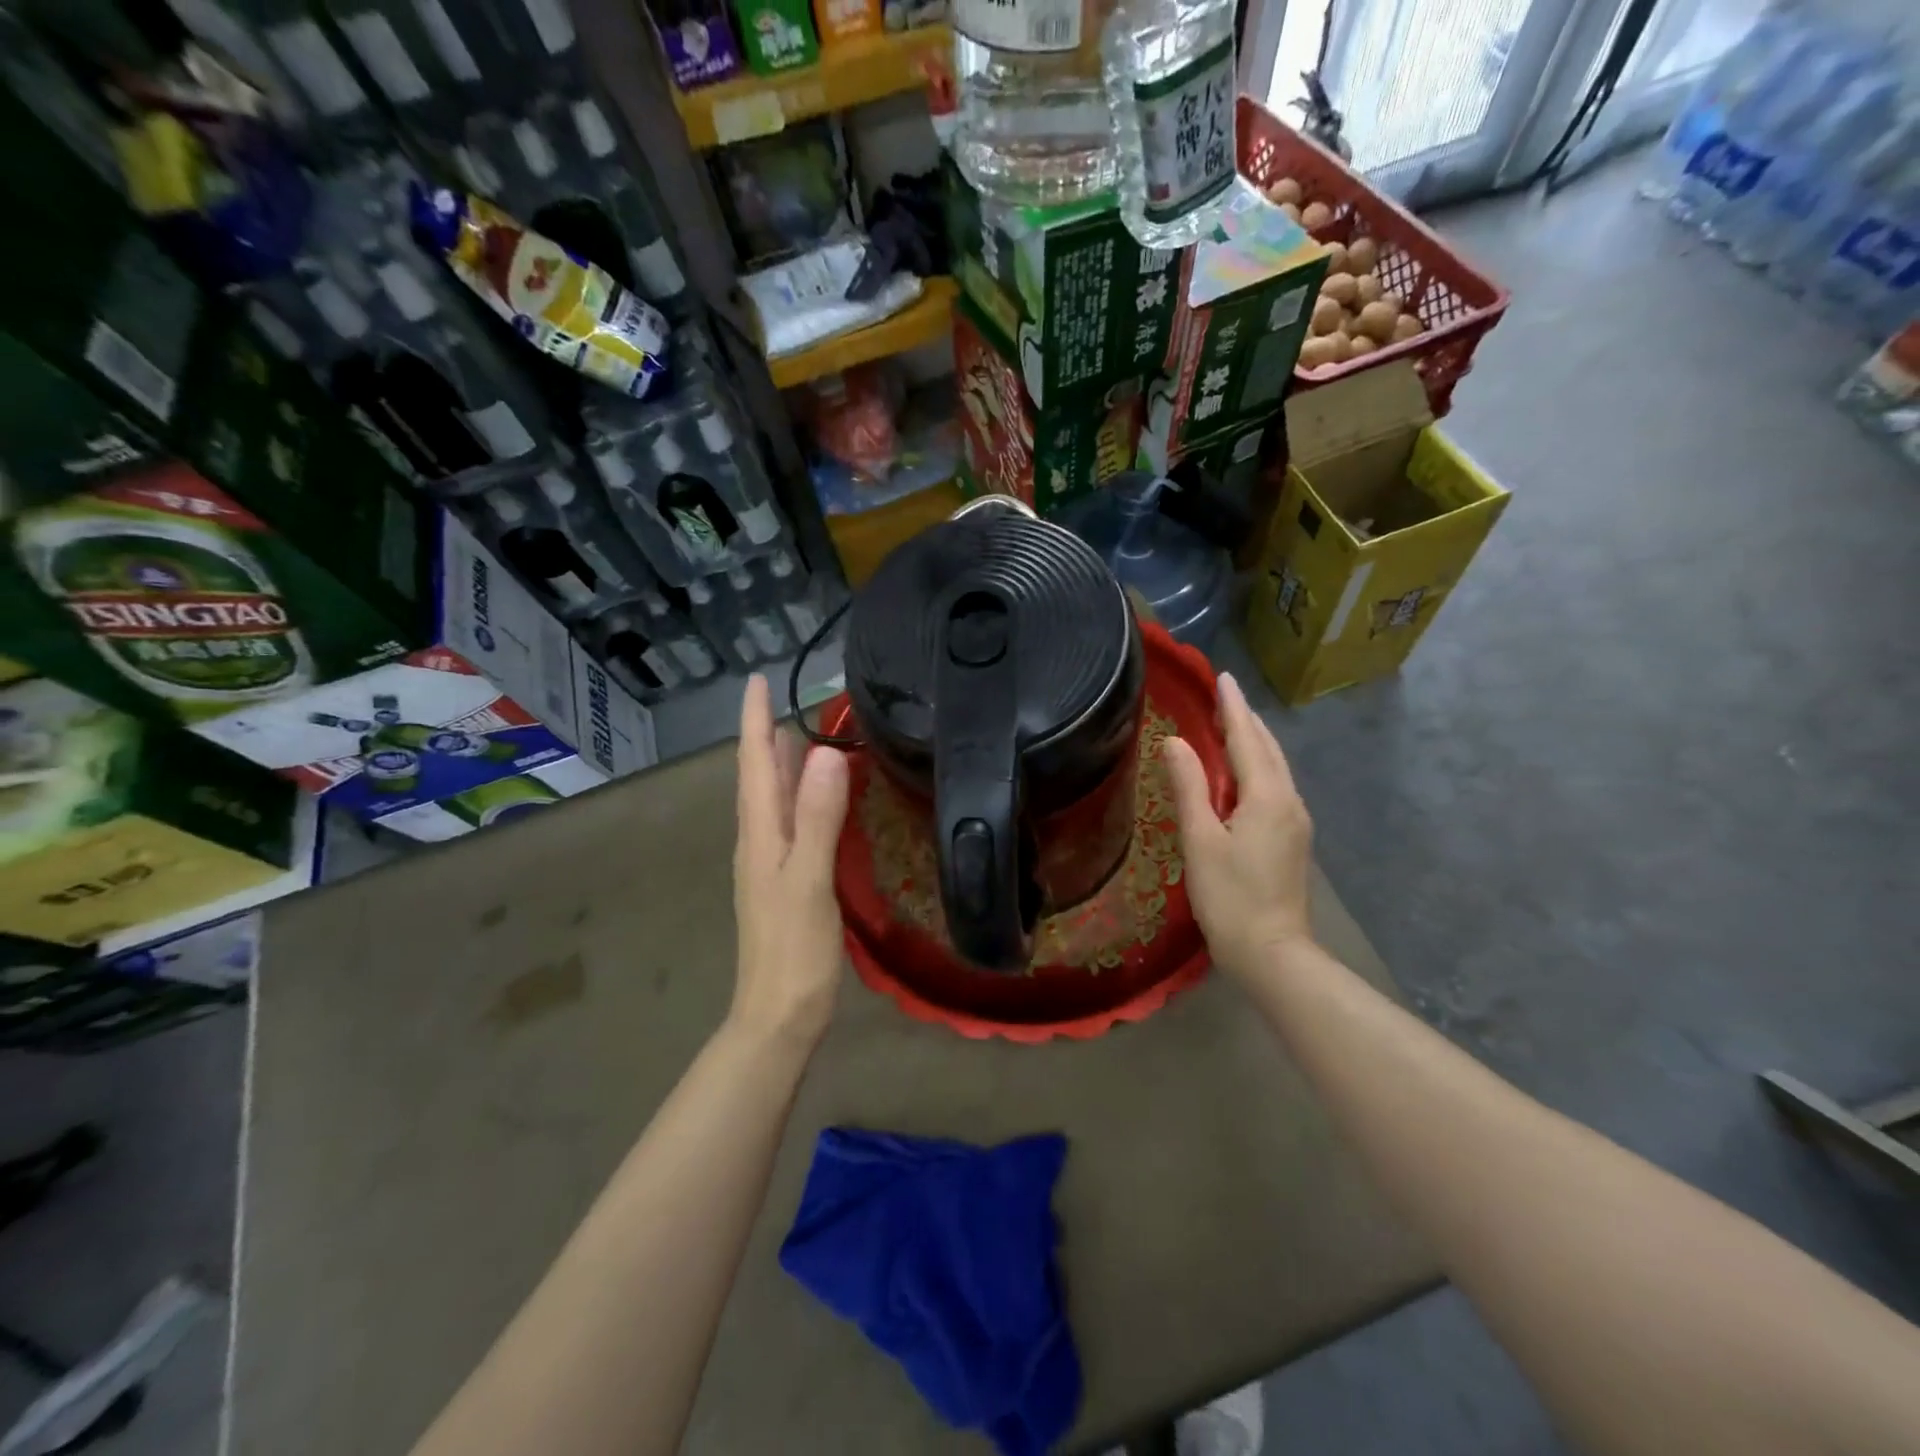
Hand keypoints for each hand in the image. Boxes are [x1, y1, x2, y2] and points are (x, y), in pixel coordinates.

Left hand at [730, 675, 849, 1045]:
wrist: (778, 1015)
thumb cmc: (794, 950)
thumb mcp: (808, 880)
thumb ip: (817, 817)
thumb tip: (825, 752)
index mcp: (761, 834)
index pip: (753, 763)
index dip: (754, 719)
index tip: (758, 679)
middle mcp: (759, 841)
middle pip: (759, 776)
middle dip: (767, 733)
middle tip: (787, 695)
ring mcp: (770, 863)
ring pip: (772, 798)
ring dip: (780, 762)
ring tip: (799, 731)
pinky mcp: (786, 880)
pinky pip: (789, 821)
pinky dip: (798, 795)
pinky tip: (815, 797)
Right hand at [1163, 672, 1315, 979]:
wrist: (1272, 952)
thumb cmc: (1230, 897)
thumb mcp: (1200, 841)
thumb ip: (1189, 787)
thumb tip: (1175, 742)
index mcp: (1267, 796)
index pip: (1247, 738)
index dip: (1232, 707)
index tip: (1222, 677)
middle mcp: (1288, 800)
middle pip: (1268, 748)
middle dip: (1246, 719)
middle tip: (1223, 695)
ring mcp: (1295, 820)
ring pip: (1275, 767)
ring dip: (1254, 741)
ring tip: (1231, 724)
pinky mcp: (1292, 837)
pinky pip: (1276, 785)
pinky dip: (1258, 764)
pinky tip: (1243, 771)